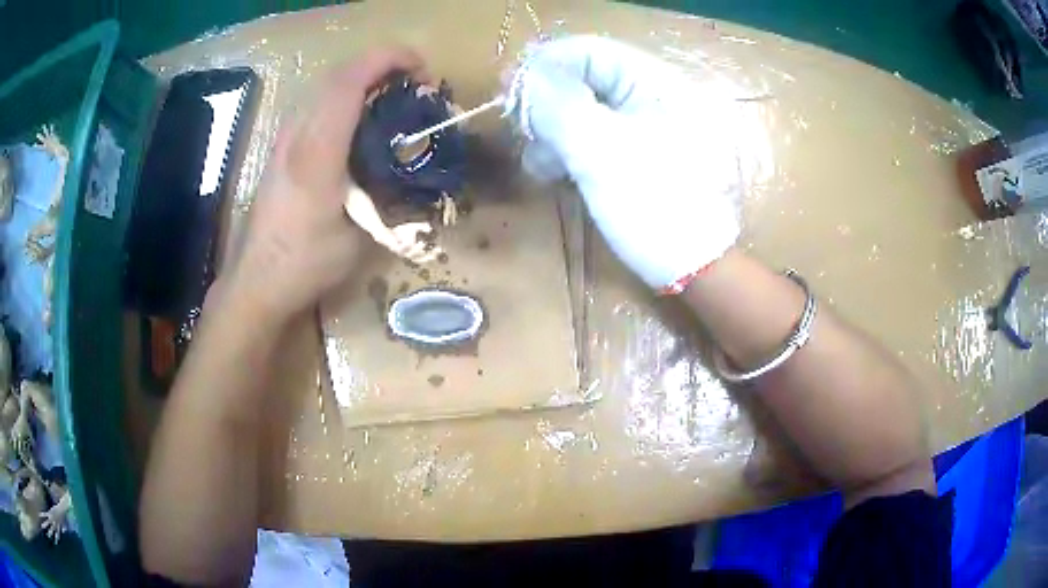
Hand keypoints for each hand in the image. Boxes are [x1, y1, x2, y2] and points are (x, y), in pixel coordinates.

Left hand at [224, 47, 427, 322]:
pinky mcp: (280, 149)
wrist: (255, 281)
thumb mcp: (359, 239)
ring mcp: (283, 140)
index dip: (389, 60)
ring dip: (363, 80)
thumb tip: (415, 179)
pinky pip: (316, 105)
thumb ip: (387, 199)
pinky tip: (360, 124)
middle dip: (382, 65)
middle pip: (338, 74)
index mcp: (317, 153)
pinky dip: (345, 98)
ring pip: (324, 86)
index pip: (349, 82)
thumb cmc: (305, 265)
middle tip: (415, 85)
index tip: (423, 70)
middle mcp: (296, 135)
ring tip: (393, 99)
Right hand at [507, 36, 743, 290]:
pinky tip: (555, 172)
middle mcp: (657, 94)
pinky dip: (573, 149)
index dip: (545, 66)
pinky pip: (599, 134)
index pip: (590, 52)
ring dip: (555, 131)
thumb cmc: (655, 207)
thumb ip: (557, 106)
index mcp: (659, 83)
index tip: (507, 91)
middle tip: (521, 132)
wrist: (697, 272)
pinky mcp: (644, 151)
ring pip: (588, 108)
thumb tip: (521, 74)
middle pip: (587, 79)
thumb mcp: (601, 153)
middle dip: (548, 104)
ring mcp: (652, 124)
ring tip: (539, 164)